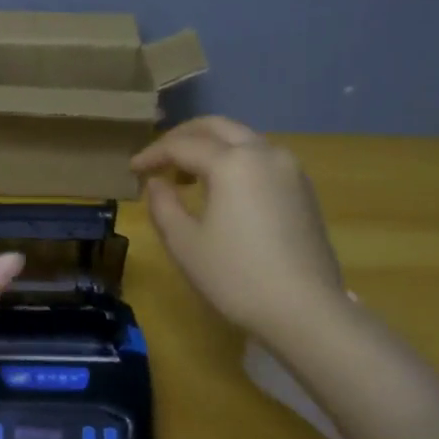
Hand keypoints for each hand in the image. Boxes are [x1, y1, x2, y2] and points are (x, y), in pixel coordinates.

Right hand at [131, 116, 346, 342]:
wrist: (305, 311)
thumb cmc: (235, 277)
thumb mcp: (184, 243)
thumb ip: (163, 204)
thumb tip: (156, 183)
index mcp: (233, 163)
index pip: (182, 146)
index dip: (152, 155)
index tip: (132, 170)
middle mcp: (264, 154)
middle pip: (218, 127)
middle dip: (183, 137)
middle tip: (158, 158)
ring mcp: (289, 170)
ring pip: (243, 139)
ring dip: (211, 146)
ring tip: (186, 173)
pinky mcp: (302, 189)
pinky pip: (261, 158)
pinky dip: (234, 160)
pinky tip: (220, 187)